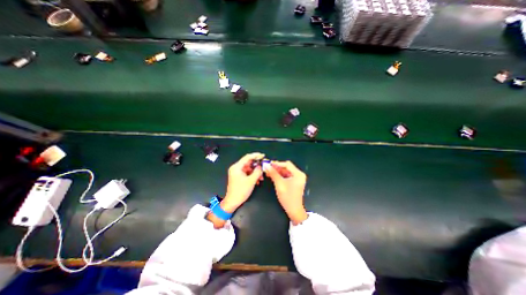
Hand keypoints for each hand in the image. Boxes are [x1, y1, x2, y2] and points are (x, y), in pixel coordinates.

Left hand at [222, 153, 265, 212]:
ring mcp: (237, 172)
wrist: (233, 202)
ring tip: (261, 177)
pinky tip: (258, 180)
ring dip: (256, 172)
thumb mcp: (251, 181)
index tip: (263, 155)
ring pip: (249, 168)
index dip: (256, 155)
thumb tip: (261, 165)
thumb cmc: (241, 191)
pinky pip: (247, 173)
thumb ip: (257, 171)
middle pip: (248, 163)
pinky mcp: (239, 176)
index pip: (247, 157)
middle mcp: (236, 168)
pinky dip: (253, 175)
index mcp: (237, 167)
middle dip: (257, 166)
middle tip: (264, 167)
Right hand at [268, 160, 308, 223]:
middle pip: (286, 167)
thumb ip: (273, 173)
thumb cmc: (288, 197)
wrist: (294, 210)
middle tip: (267, 168)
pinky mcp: (294, 182)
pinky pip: (286, 176)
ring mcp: (297, 178)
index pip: (287, 164)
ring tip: (268, 171)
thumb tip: (266, 165)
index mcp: (298, 174)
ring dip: (277, 171)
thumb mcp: (279, 184)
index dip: (277, 163)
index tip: (268, 164)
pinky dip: (279, 175)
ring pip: (285, 171)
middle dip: (276, 167)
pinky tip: (272, 175)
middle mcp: (299, 174)